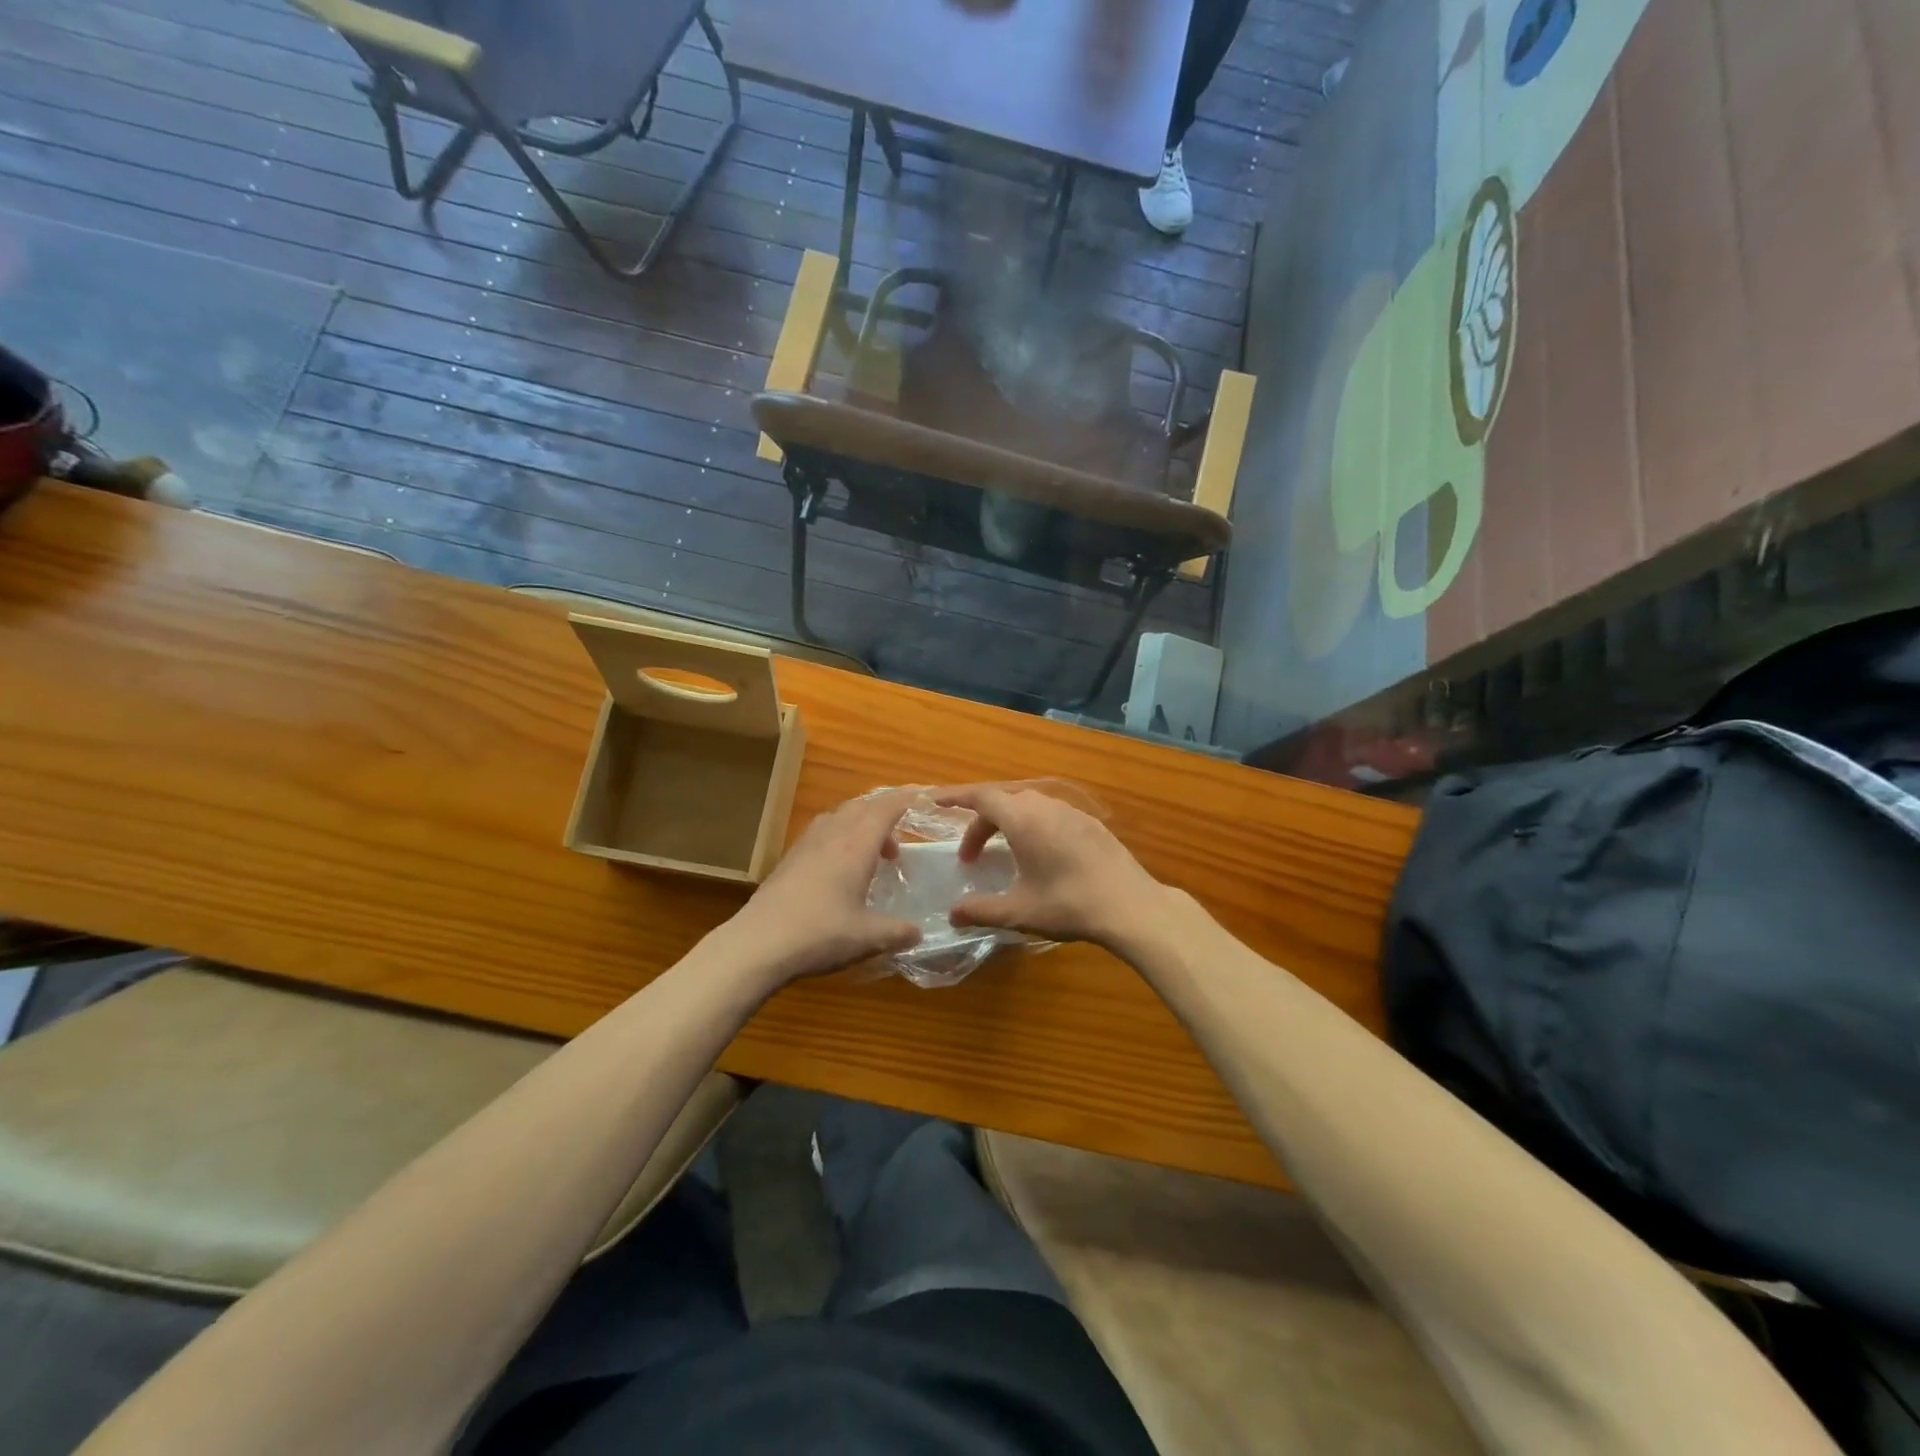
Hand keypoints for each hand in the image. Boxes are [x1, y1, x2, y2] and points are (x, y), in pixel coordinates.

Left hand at [716, 790, 922, 987]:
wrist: (757, 944)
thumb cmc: (819, 935)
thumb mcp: (868, 938)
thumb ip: (898, 932)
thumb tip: (918, 933)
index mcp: (856, 845)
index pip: (886, 807)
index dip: (908, 798)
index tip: (926, 797)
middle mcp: (832, 835)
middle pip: (863, 806)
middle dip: (886, 812)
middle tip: (902, 835)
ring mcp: (806, 844)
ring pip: (840, 816)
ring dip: (861, 824)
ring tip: (874, 853)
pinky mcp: (789, 858)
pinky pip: (823, 831)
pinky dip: (841, 837)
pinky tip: (841, 868)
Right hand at [934, 784, 1166, 947]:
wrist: (1131, 906)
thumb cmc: (1070, 904)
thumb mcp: (1019, 911)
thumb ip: (981, 910)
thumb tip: (953, 914)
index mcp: (1023, 819)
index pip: (981, 796)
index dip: (955, 797)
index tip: (934, 801)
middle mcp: (1045, 806)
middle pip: (1003, 801)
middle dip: (980, 823)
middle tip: (970, 855)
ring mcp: (1071, 812)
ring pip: (1028, 805)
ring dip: (1007, 823)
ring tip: (1002, 853)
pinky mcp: (1090, 823)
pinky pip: (1050, 814)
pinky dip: (1032, 825)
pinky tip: (1039, 855)